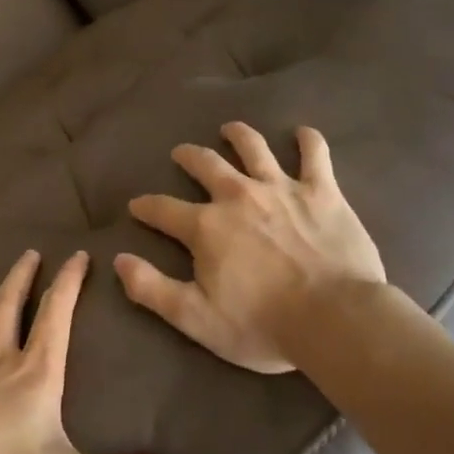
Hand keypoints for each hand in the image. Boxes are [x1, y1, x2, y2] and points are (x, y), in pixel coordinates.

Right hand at [114, 122, 386, 372]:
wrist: (335, 318)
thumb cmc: (262, 324)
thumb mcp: (195, 318)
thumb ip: (152, 289)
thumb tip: (119, 260)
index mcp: (206, 226)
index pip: (163, 209)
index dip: (146, 206)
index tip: (137, 205)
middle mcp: (238, 196)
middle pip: (206, 165)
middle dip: (189, 157)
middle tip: (181, 153)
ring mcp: (281, 188)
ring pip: (254, 148)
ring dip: (239, 135)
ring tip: (231, 129)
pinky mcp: (321, 191)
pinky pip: (315, 155)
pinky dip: (308, 141)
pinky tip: (303, 134)